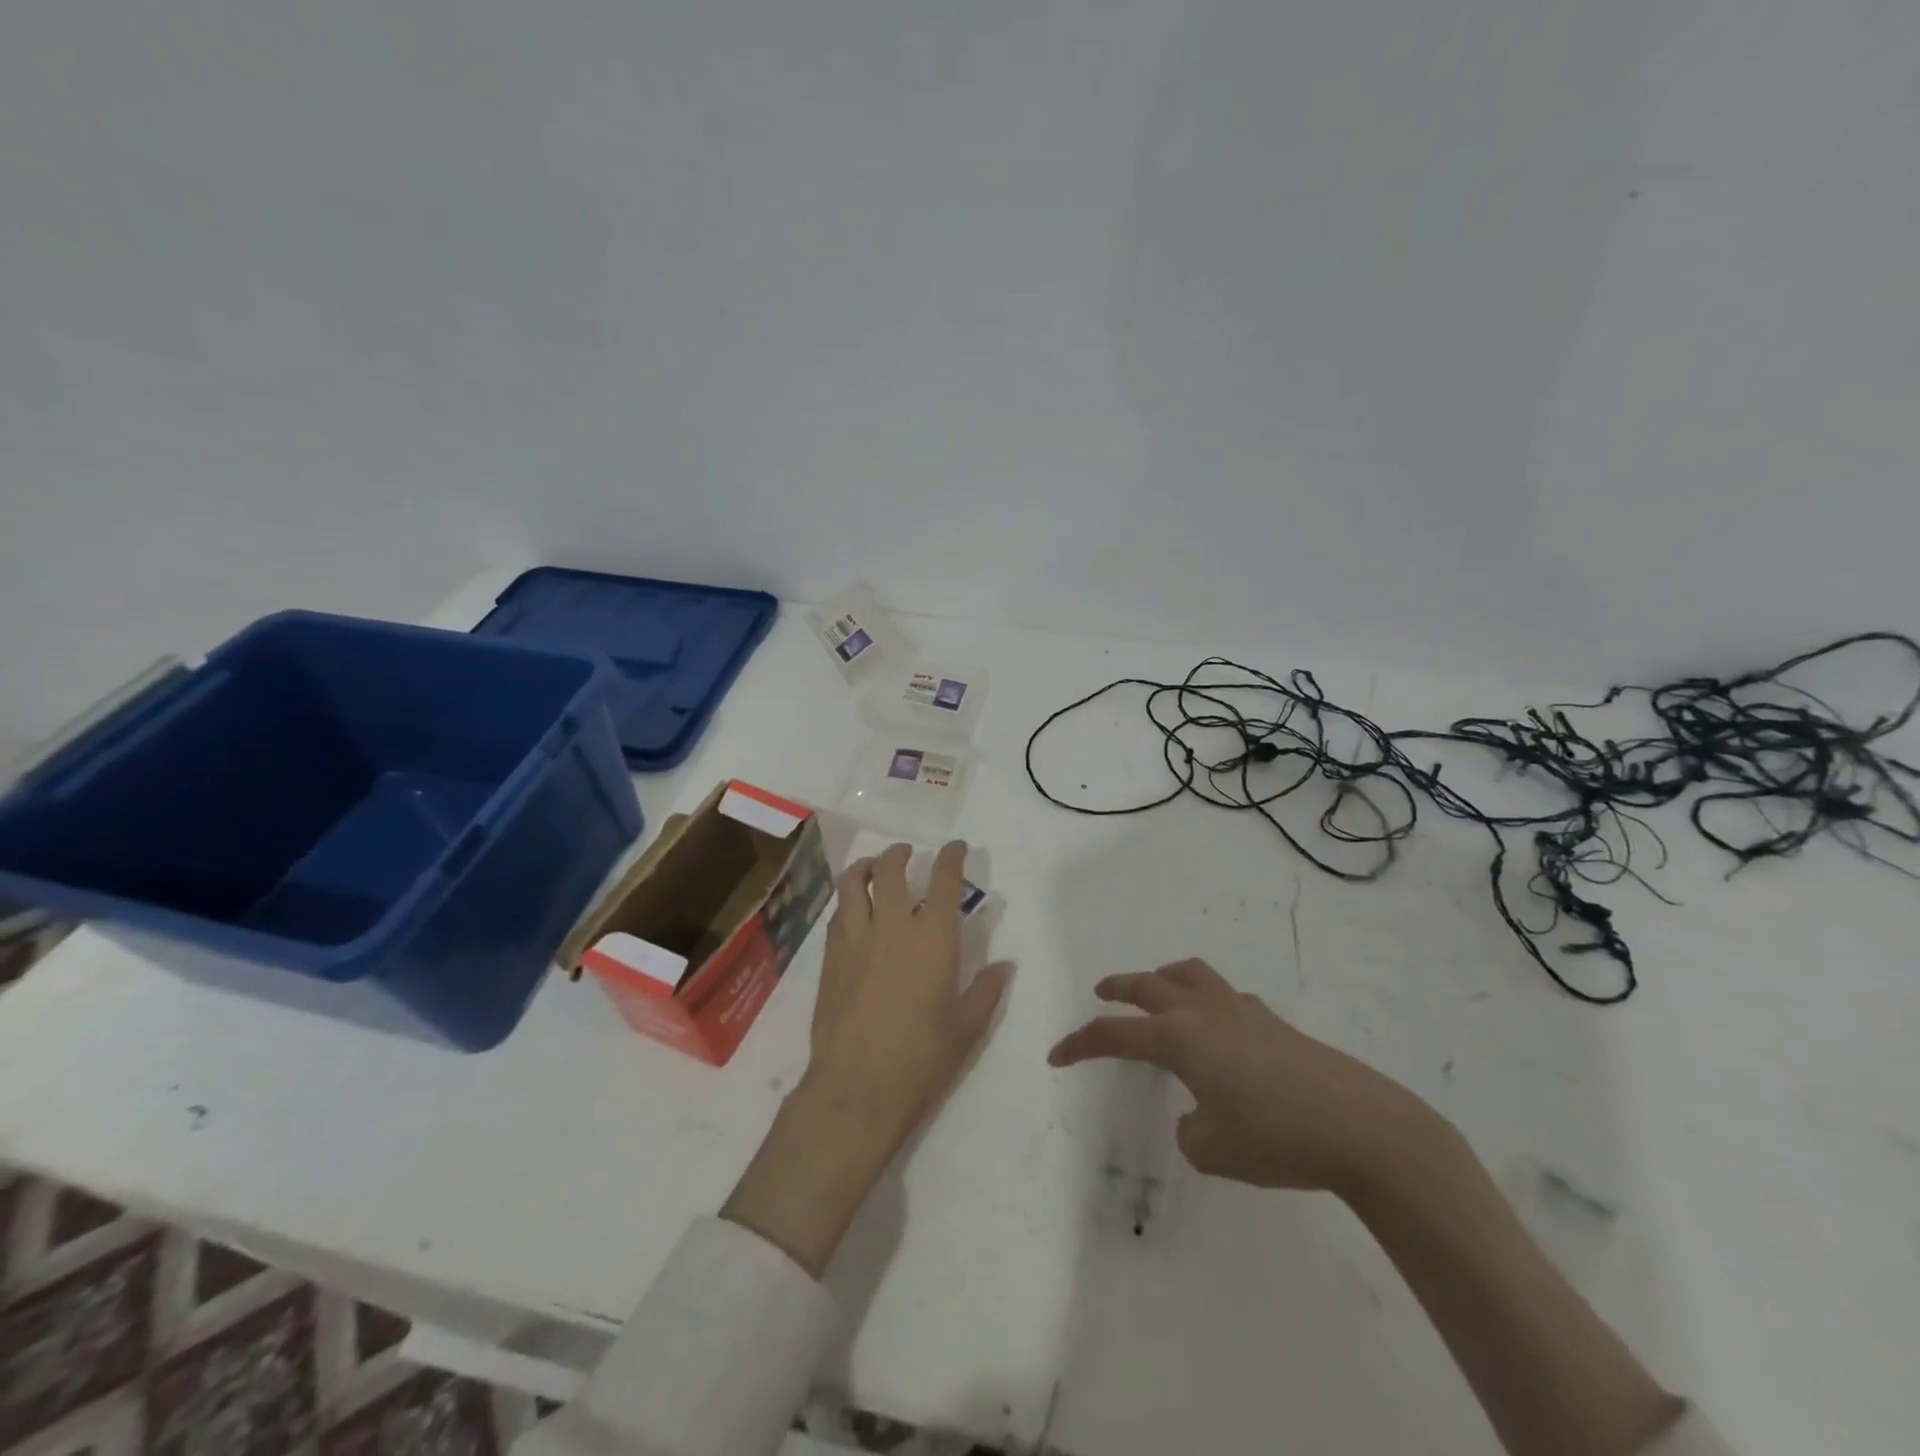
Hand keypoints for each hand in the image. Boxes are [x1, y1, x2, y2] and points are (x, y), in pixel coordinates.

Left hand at [805, 840, 1012, 1151]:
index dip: (951, 857)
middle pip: (890, 869)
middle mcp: (892, 925)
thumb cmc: (921, 1058)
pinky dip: (848, 900)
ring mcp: (855, 938)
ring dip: (865, 867)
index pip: (943, 880)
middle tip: (907, 853)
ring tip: (873, 868)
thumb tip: (1004, 966)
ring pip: (852, 882)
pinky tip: (855, 911)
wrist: (856, 1087)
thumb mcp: (967, 1028)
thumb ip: (987, 991)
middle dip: (900, 853)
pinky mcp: (830, 957)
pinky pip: (838, 913)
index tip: (956, 847)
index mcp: (932, 937)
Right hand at [1048, 958, 1435, 1200]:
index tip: (1056, 1056)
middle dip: (1118, 988)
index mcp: (1179, 1038)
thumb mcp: (1213, 1150)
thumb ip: (1191, 1129)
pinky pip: (1224, 994)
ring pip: (1189, 973)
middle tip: (1100, 993)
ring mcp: (1240, 1009)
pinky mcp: (1272, 1020)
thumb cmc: (1277, 1138)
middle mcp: (1203, 1012)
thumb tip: (1199, 1112)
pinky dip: (1205, 998)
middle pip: (1147, 984)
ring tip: (1156, 986)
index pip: (1114, 1034)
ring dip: (1162, 977)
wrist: (1362, 1127)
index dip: (1080, 1044)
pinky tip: (1216, 1027)